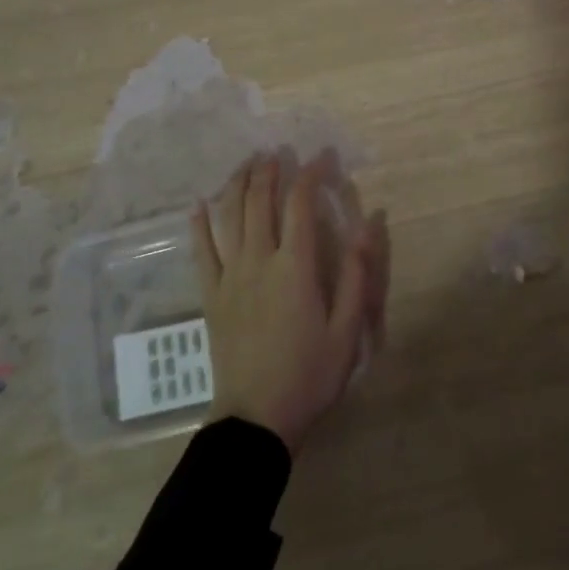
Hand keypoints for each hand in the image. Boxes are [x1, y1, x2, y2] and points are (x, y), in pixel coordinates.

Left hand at [191, 153, 389, 454]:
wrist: (256, 419)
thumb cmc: (309, 374)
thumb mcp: (347, 329)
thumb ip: (357, 273)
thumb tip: (369, 223)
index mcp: (295, 266)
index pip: (300, 203)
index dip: (310, 173)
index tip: (321, 156)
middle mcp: (258, 260)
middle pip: (260, 201)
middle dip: (270, 171)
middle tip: (278, 151)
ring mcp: (230, 276)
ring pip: (229, 217)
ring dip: (238, 185)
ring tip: (247, 163)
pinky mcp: (211, 295)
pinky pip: (201, 251)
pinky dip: (199, 224)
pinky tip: (198, 204)